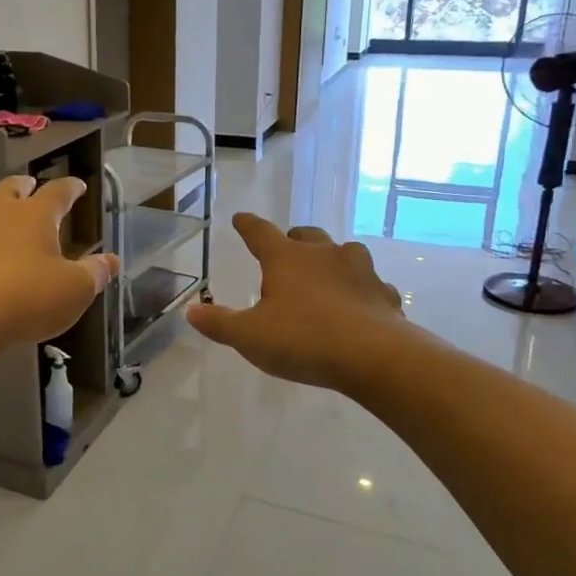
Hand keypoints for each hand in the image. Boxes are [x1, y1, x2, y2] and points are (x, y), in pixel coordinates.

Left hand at [0, 176, 119, 353]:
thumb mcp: (73, 291)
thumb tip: (112, 260)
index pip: (58, 191)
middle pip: (12, 187)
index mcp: (34, 214)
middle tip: (32, 188)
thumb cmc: (24, 299)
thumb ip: (94, 273)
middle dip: (25, 186)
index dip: (71, 188)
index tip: (78, 186)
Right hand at [188, 213, 405, 390]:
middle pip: (307, 236)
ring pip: (345, 254)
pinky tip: (359, 308)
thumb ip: (218, 323)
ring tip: (326, 277)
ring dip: (333, 261)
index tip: (240, 218)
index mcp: (286, 259)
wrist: (374, 356)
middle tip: (288, 248)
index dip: (247, 225)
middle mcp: (324, 255)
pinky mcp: (385, 295)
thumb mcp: (249, 336)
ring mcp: (360, 271)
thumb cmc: (303, 339)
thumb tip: (190, 311)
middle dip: (295, 239)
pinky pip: (371, 286)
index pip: (260, 233)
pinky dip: (362, 292)